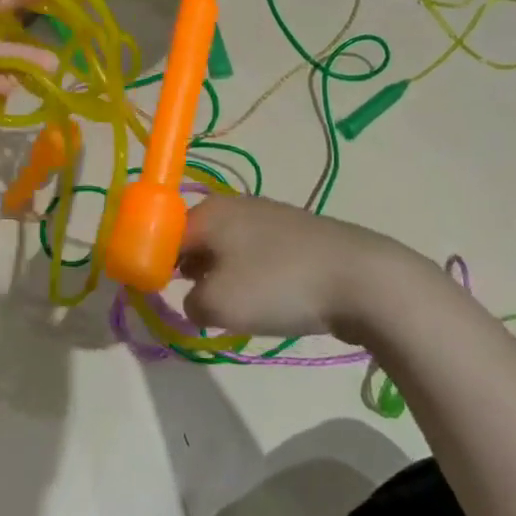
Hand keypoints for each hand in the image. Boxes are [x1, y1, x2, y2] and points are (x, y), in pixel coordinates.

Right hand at [180, 196, 436, 340]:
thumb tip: (196, 299)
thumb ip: (190, 303)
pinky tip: (268, 302)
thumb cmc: (278, 285)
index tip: (155, 295)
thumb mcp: (219, 303)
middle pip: (195, 239)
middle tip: (197, 306)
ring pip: (228, 250)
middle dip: (189, 272)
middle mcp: (235, 205)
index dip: (154, 264)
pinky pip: (257, 257)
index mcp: (209, 211)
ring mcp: (269, 217)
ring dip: (222, 278)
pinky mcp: (296, 236)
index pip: (163, 233)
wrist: (361, 279)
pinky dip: (253, 279)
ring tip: (234, 309)